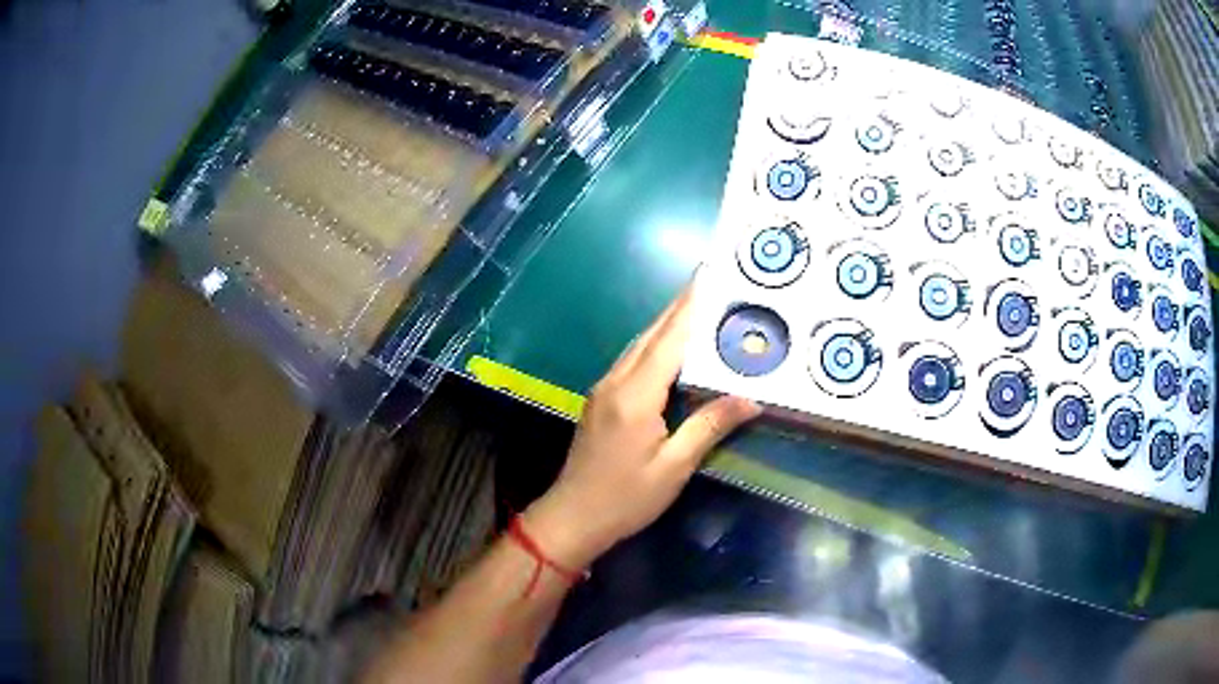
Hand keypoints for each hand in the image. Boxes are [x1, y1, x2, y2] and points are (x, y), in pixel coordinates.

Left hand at [524, 287, 761, 568]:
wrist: (572, 517)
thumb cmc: (625, 498)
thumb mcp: (673, 467)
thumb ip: (709, 426)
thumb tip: (750, 398)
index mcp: (635, 395)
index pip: (670, 339)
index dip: (691, 306)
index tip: (709, 276)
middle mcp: (616, 381)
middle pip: (651, 334)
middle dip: (680, 307)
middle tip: (711, 284)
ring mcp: (603, 389)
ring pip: (639, 345)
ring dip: (667, 324)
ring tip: (698, 308)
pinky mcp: (600, 400)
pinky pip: (632, 360)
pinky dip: (655, 345)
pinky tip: (672, 348)